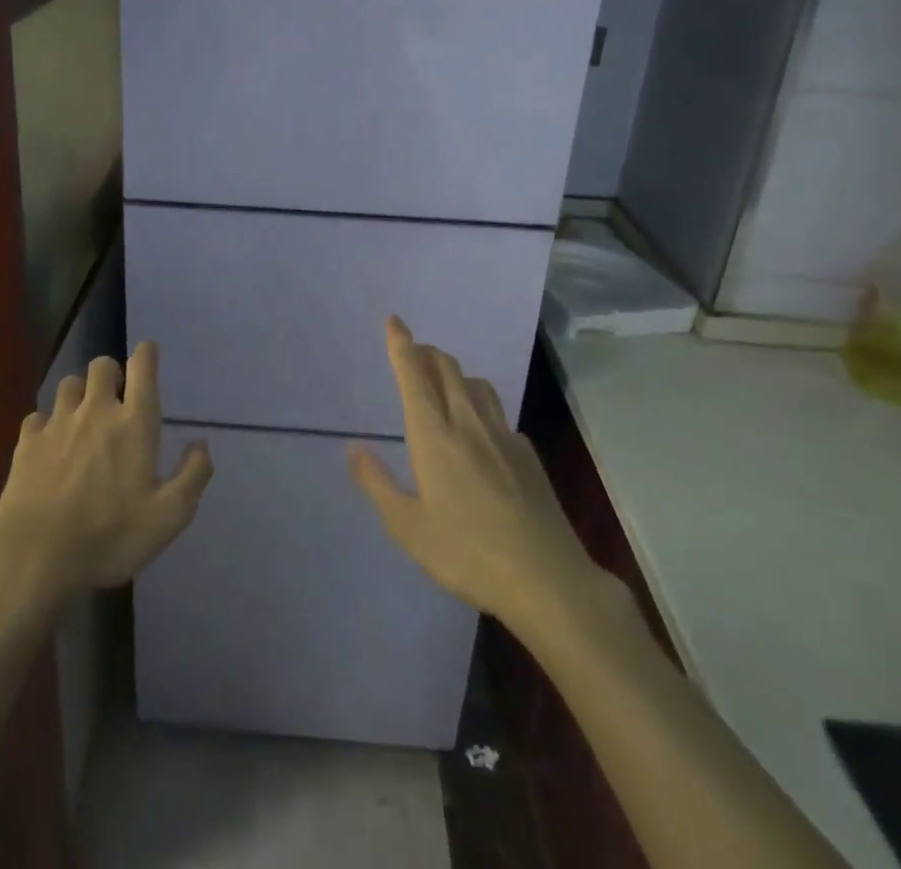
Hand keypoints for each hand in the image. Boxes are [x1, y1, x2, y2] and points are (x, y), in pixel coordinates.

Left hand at [0, 342, 212, 602]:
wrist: (35, 557)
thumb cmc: (110, 536)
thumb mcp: (169, 516)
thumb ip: (193, 475)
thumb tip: (202, 443)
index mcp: (134, 422)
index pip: (142, 366)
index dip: (147, 354)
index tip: (149, 354)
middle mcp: (96, 411)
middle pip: (102, 365)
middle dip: (112, 374)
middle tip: (117, 400)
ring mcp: (58, 423)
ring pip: (69, 383)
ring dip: (80, 394)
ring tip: (83, 419)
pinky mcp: (27, 442)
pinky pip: (38, 416)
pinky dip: (47, 423)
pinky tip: (50, 445)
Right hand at [350, 317, 614, 633]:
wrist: (547, 580)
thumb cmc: (467, 554)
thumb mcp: (408, 528)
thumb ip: (377, 484)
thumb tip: (353, 449)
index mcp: (434, 436)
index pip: (413, 376)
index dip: (401, 344)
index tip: (394, 320)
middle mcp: (468, 423)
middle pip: (448, 368)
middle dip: (427, 353)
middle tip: (413, 355)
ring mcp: (503, 436)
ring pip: (477, 384)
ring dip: (455, 374)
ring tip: (444, 385)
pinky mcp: (528, 454)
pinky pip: (499, 414)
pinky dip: (480, 406)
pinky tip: (481, 433)